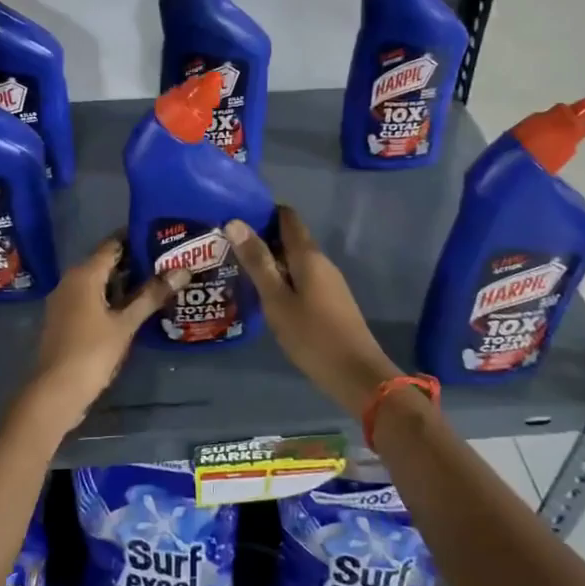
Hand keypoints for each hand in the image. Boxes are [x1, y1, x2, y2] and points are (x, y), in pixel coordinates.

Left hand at [17, 237, 186, 436]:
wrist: (55, 392)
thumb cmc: (91, 353)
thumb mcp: (126, 324)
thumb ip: (152, 295)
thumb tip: (183, 270)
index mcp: (84, 274)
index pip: (113, 244)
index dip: (137, 239)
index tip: (163, 238)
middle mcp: (71, 280)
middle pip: (106, 262)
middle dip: (135, 262)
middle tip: (168, 262)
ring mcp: (65, 300)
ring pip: (99, 282)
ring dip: (125, 283)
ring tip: (158, 283)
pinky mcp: (66, 319)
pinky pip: (91, 298)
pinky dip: (112, 299)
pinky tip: (134, 308)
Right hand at [226, 206, 402, 416]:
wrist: (356, 374)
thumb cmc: (312, 335)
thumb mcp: (277, 299)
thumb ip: (257, 262)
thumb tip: (235, 222)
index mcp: (308, 255)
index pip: (287, 216)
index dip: (263, 211)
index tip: (235, 215)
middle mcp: (321, 261)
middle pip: (290, 237)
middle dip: (262, 237)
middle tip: (227, 245)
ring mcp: (328, 282)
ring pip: (295, 260)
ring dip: (270, 260)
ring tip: (238, 268)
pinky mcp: (329, 301)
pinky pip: (301, 277)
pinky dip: (281, 277)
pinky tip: (264, 293)